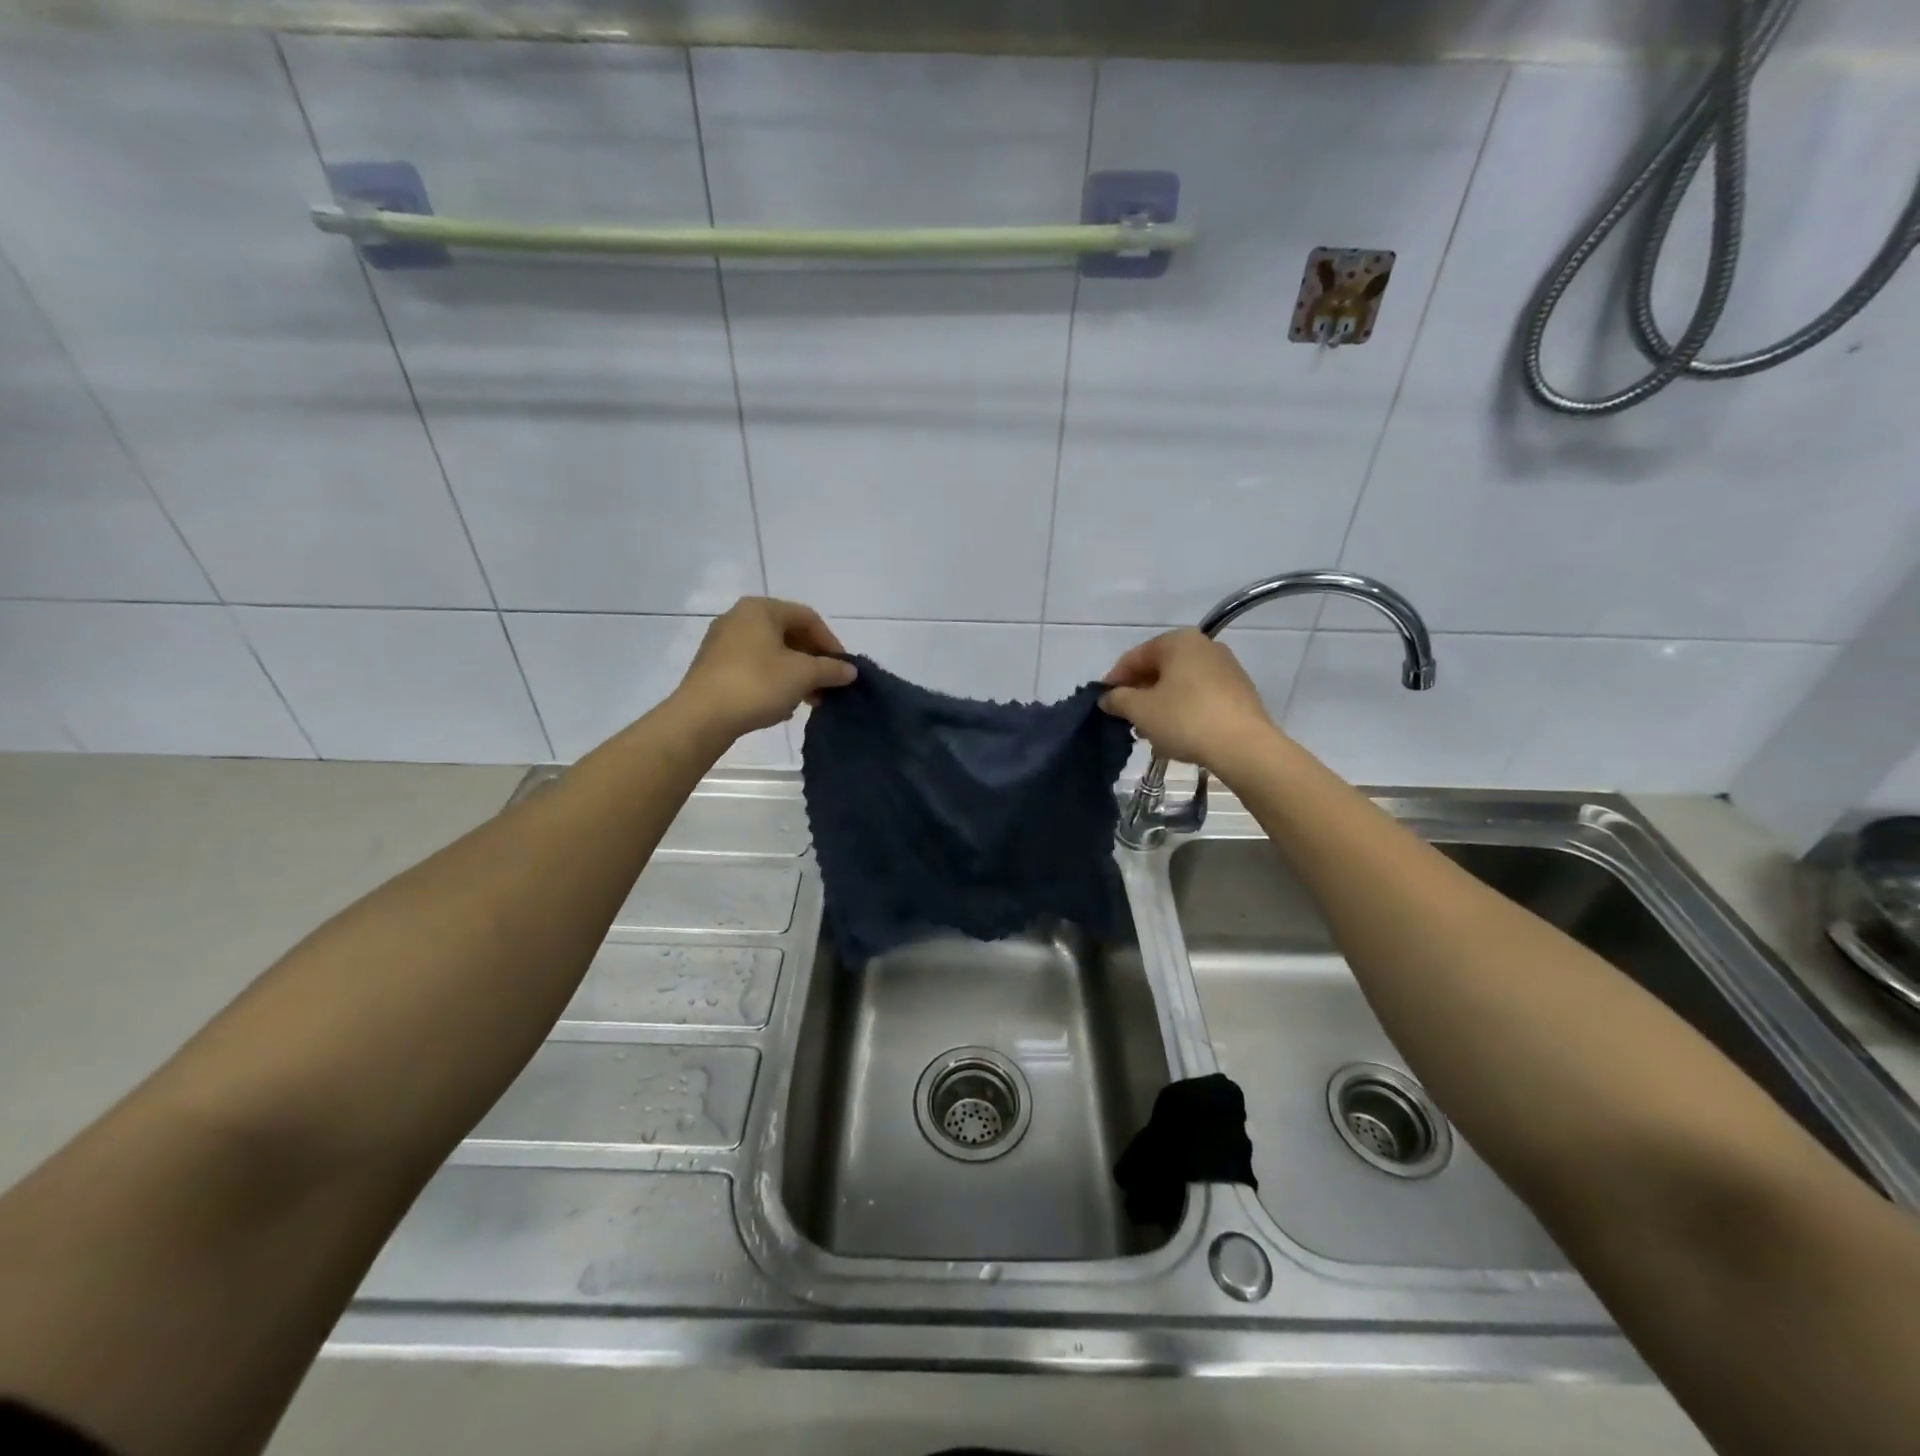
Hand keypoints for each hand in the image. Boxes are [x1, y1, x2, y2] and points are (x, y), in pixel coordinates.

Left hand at [674, 597, 856, 740]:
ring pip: (771, 653)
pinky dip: (773, 681)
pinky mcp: (713, 667)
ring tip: (809, 700)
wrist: (701, 717)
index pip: (808, 618)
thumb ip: (830, 669)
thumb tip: (850, 670)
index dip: (831, 642)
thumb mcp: (803, 675)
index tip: (843, 669)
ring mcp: (722, 643)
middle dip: (813, 661)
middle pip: (789, 635)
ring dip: (796, 674)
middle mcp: (739, 618)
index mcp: (761, 609)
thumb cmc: (757, 684)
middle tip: (828, 686)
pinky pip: (753, 668)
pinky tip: (782, 706)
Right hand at [1099, 629, 1279, 773]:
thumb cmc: (1185, 719)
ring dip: (1160, 704)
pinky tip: (1176, 734)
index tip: (1103, 703)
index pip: (1135, 657)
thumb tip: (1108, 697)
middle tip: (1125, 719)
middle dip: (1139, 693)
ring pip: (1180, 684)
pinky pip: (1200, 696)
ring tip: (1149, 732)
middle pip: (1159, 669)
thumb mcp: (1140, 710)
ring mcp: (1226, 668)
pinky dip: (1183, 710)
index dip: (1114, 680)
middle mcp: (1204, 646)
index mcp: (1179, 641)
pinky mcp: (1239, 692)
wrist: (1243, 746)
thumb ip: (1118, 699)